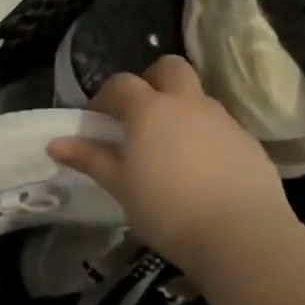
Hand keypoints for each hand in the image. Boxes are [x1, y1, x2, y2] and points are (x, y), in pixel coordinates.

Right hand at [48, 56, 295, 272]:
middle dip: (152, 81)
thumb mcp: (120, 186)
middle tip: (139, 115)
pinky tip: (201, 169)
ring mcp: (223, 120)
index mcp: (150, 109)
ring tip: (170, 147)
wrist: (242, 236)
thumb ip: (90, 158)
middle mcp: (188, 104)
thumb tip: (55, 143)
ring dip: (180, 109)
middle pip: (169, 68)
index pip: (121, 83)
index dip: (105, 97)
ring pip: (198, 97)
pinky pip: (220, 125)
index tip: (98, 121)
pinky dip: (205, 134)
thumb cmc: (167, 209)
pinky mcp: (249, 143)